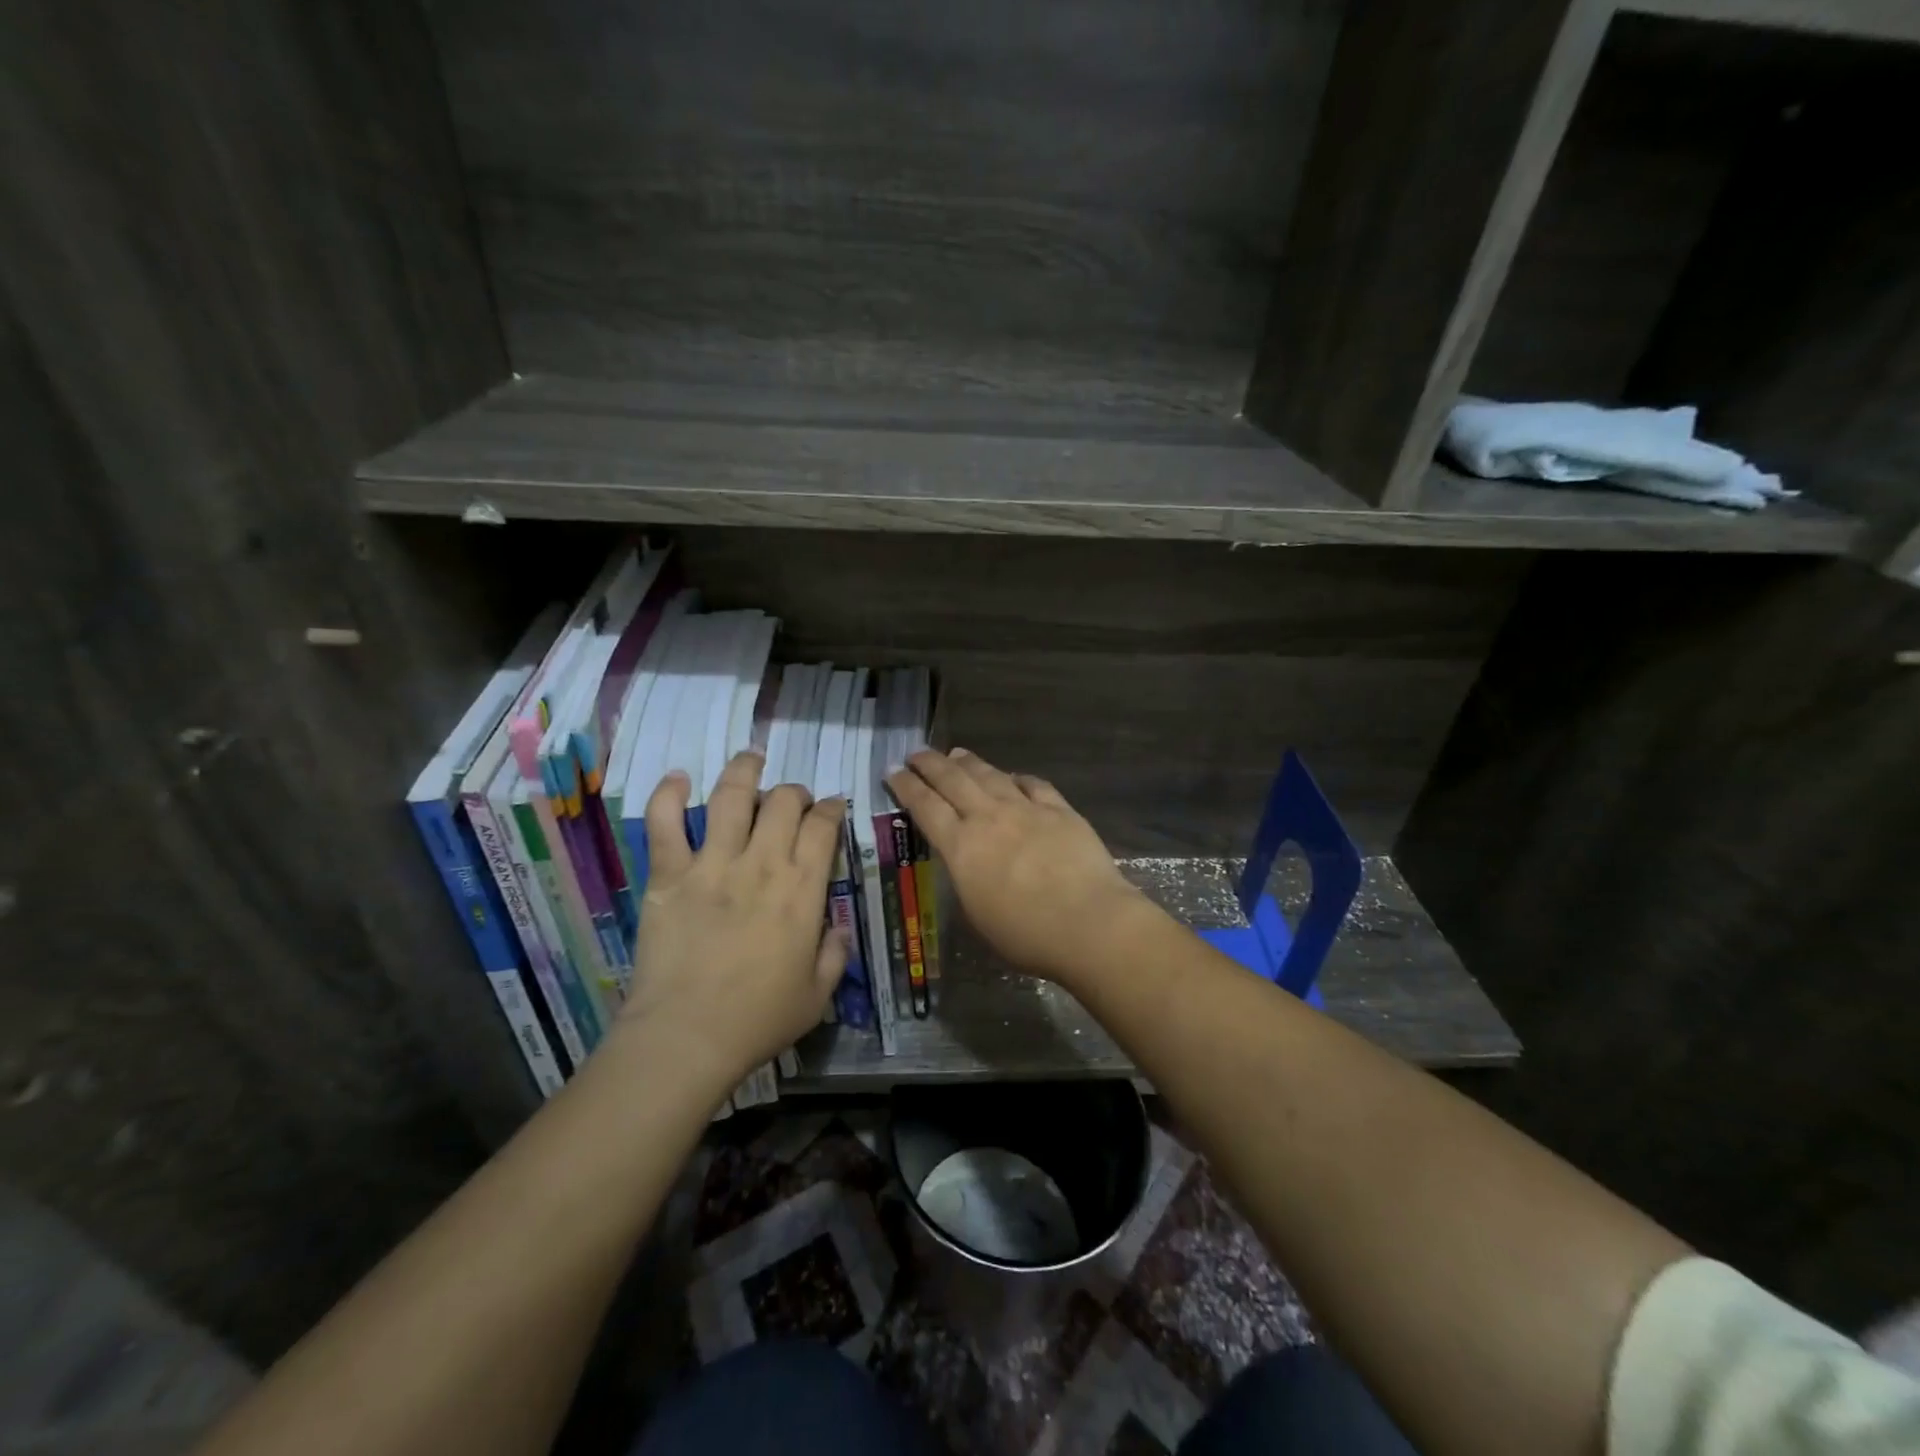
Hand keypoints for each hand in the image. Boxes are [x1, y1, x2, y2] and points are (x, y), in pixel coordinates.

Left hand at [618, 750, 846, 1097]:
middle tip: (792, 799)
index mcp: (802, 889)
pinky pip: (664, 823)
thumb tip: (835, 926)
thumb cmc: (758, 1019)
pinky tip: (678, 778)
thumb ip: (834, 953)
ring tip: (750, 759)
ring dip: (743, 771)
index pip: (824, 826)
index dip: (832, 808)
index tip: (832, 806)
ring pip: (731, 797)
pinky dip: (668, 794)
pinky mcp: (669, 875)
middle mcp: (761, 864)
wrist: (686, 1038)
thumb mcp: (817, 994)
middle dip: (794, 791)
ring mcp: (711, 864)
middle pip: (783, 801)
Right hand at [886, 749, 1155, 986]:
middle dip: (930, 763)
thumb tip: (966, 860)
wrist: (1088, 922)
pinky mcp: (1059, 809)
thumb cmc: (1026, 934)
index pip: (925, 806)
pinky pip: (1033, 784)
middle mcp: (989, 818)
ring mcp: (1026, 809)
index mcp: (962, 847)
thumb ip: (966, 878)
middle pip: (952, 780)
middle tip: (916, 753)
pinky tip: (1012, 776)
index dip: (906, 786)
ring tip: (956, 754)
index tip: (893, 771)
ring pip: (990, 775)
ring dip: (968, 762)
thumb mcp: (977, 913)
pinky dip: (1017, 777)